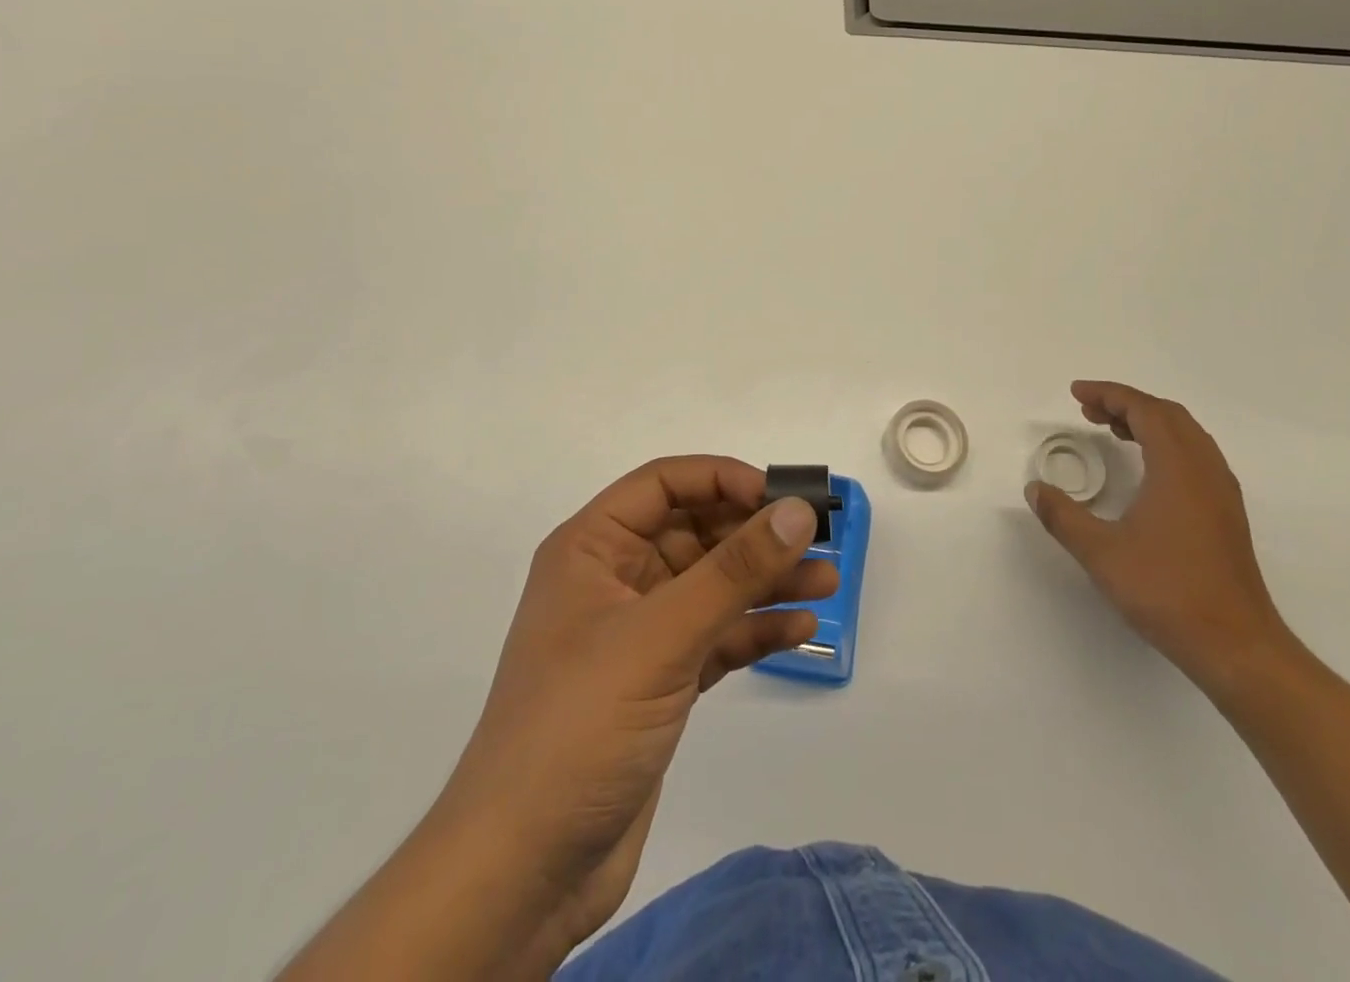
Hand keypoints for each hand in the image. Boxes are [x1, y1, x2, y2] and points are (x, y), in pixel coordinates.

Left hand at [279, 457, 836, 981]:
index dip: (721, 479)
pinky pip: (715, 636)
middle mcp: (615, 579)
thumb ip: (734, 571)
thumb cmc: (580, 725)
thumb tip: (799, 511)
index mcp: (593, 548)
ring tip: (827, 583)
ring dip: (766, 581)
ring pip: (712, 586)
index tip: (780, 496)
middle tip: (820, 539)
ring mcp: (638, 633)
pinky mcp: (659, 682)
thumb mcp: (661, 636)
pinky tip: (799, 629)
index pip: (662, 484)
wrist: (523, 871)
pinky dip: (754, 630)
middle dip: (755, 534)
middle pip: (695, 532)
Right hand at [1026, 381, 1286, 694]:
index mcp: (1179, 468)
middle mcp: (1206, 470)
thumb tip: (1036, 490)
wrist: (1236, 646)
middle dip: (1127, 403)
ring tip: (1112, 430)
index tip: (1077, 394)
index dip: (1109, 394)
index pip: (1145, 410)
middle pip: (1169, 415)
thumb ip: (1063, 516)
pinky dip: (1165, 444)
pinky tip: (1145, 469)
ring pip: (1187, 435)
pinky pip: (1196, 456)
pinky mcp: (1227, 514)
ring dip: (1149, 422)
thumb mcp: (1101, 553)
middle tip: (1089, 410)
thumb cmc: (1167, 591)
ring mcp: (1222, 493)